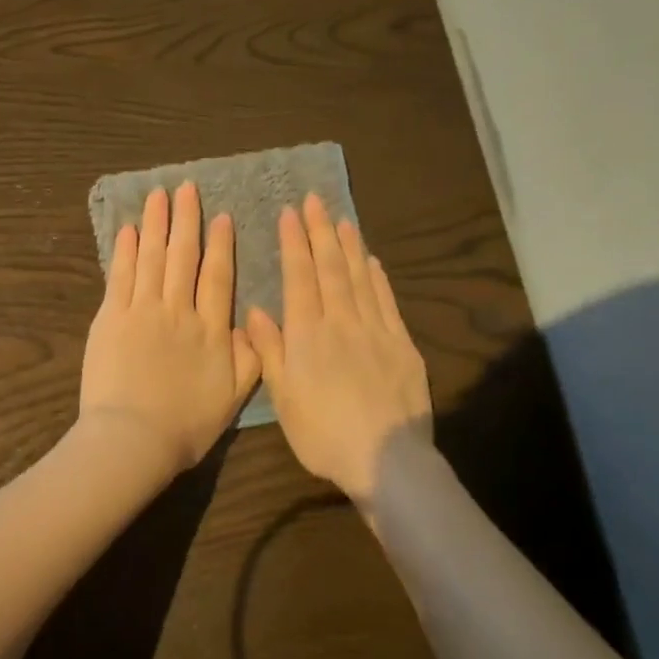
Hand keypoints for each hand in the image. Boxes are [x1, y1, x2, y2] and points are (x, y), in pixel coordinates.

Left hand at [80, 182, 261, 476]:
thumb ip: (249, 359)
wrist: (134, 439)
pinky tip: (128, 230)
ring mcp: (142, 311)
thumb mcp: (233, 399)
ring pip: (151, 258)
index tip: (222, 217)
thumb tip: (251, 324)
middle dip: (186, 220)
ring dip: (155, 224)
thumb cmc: (186, 426)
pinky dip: (124, 251)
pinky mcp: (111, 319)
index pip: (218, 277)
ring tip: (158, 195)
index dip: (221, 245)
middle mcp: (178, 311)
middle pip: (183, 257)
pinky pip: (120, 276)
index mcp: (211, 331)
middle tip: (186, 188)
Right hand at [246, 193, 431, 503]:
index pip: (300, 278)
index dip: (294, 243)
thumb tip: (256, 310)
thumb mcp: (284, 398)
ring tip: (342, 219)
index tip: (290, 213)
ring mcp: (376, 331)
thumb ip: (270, 351)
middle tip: (315, 200)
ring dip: (350, 246)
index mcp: (308, 335)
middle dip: (320, 232)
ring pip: (360, 278)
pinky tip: (372, 260)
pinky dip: (378, 277)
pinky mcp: (402, 345)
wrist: (386, 458)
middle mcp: (341, 322)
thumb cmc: (323, 434)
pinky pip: (387, 301)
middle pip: (331, 268)